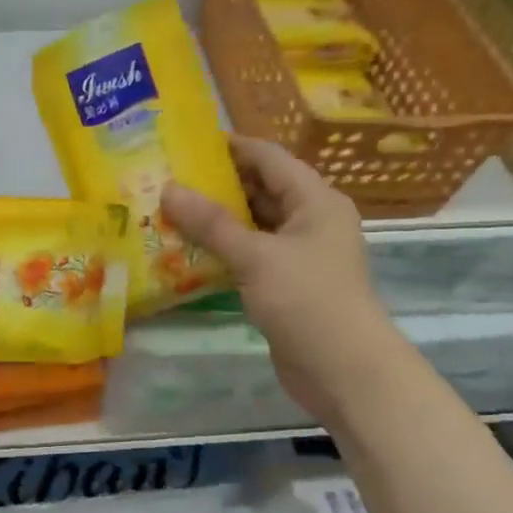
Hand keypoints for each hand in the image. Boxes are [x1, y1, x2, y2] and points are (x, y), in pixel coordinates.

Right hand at [161, 135, 395, 422]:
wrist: (343, 369)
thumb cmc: (307, 300)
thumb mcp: (256, 256)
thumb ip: (211, 223)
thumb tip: (169, 189)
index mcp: (316, 200)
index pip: (269, 158)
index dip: (230, 147)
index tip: (185, 144)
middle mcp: (311, 220)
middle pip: (261, 189)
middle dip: (217, 185)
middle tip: (169, 179)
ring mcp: (299, 254)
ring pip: (254, 225)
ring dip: (217, 220)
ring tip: (170, 211)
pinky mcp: (286, 284)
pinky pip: (251, 255)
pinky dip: (224, 251)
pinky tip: (188, 251)